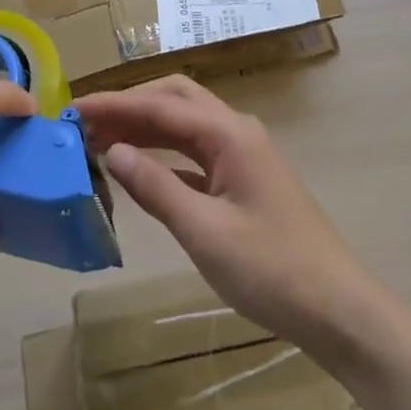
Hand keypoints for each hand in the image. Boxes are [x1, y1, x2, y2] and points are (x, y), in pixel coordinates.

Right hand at [75, 76, 390, 360]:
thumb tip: (112, 151)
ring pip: (184, 124)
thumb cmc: (272, 269)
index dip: (114, 105)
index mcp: (229, 133)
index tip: (72, 108)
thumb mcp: (205, 232)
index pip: (161, 106)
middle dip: (129, 105)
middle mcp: (236, 131)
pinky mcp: (243, 178)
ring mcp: (242, 153)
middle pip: (174, 100)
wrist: (338, 309)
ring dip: (145, 126)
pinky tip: (139, 167)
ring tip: (101, 139)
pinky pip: (195, 151)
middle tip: (85, 122)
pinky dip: (163, 153)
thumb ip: (156, 188)